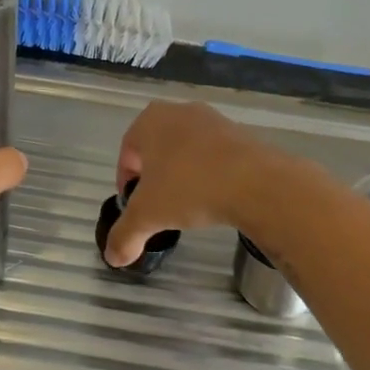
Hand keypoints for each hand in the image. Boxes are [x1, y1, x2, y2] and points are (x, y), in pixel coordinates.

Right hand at [104, 101, 274, 267]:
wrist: (255, 182)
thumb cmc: (189, 188)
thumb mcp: (148, 216)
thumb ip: (125, 235)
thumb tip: (113, 258)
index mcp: (149, 121)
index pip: (127, 154)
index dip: (127, 183)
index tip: (135, 207)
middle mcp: (179, 111)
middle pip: (156, 149)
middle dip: (155, 177)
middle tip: (159, 206)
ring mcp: (212, 119)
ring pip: (186, 150)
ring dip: (183, 174)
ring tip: (189, 203)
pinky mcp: (240, 132)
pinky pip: (214, 154)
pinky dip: (209, 173)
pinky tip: (215, 195)